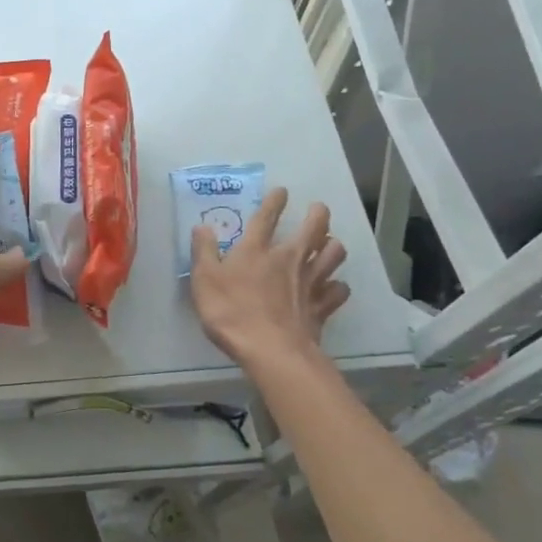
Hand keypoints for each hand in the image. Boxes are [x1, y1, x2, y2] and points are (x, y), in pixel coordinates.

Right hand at [189, 189, 348, 364]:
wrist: (270, 350)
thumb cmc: (231, 312)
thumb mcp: (204, 280)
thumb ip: (203, 251)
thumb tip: (202, 227)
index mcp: (256, 250)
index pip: (267, 217)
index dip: (274, 201)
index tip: (282, 191)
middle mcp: (288, 259)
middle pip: (313, 229)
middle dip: (318, 215)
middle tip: (318, 210)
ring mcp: (309, 282)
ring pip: (333, 255)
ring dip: (333, 246)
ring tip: (329, 244)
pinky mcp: (322, 306)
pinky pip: (339, 291)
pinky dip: (338, 286)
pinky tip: (333, 287)